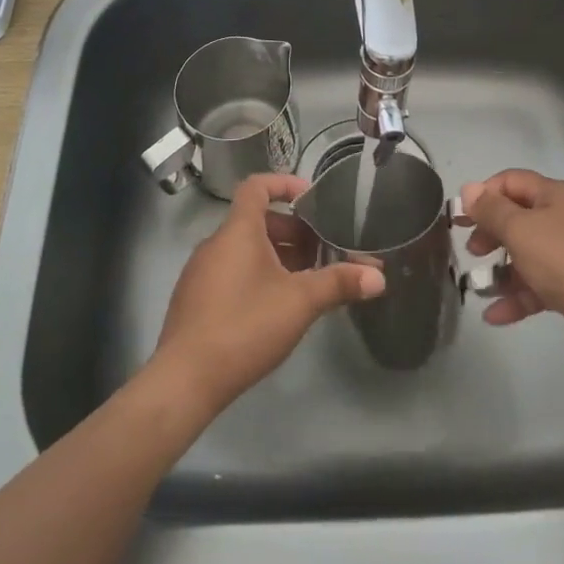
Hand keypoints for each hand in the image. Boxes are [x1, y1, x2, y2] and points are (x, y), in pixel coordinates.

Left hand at [151, 172, 384, 414]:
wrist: (185, 380)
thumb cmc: (244, 326)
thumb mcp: (300, 303)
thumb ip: (339, 283)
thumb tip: (379, 276)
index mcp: (238, 231)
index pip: (256, 186)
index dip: (283, 183)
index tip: (310, 196)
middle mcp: (215, 243)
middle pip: (255, 221)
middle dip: (291, 231)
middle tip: (320, 250)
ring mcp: (200, 273)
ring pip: (244, 249)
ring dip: (276, 256)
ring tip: (305, 281)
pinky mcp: (194, 300)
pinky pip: (230, 271)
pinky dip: (256, 275)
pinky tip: (274, 307)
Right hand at [458, 168, 563, 370]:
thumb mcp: (520, 230)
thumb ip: (490, 210)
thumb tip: (468, 189)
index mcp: (553, 196)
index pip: (511, 181)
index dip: (483, 194)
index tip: (459, 216)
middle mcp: (561, 220)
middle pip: (516, 218)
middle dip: (489, 233)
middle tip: (470, 250)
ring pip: (524, 256)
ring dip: (500, 271)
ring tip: (478, 287)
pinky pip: (535, 288)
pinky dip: (515, 298)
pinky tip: (493, 316)